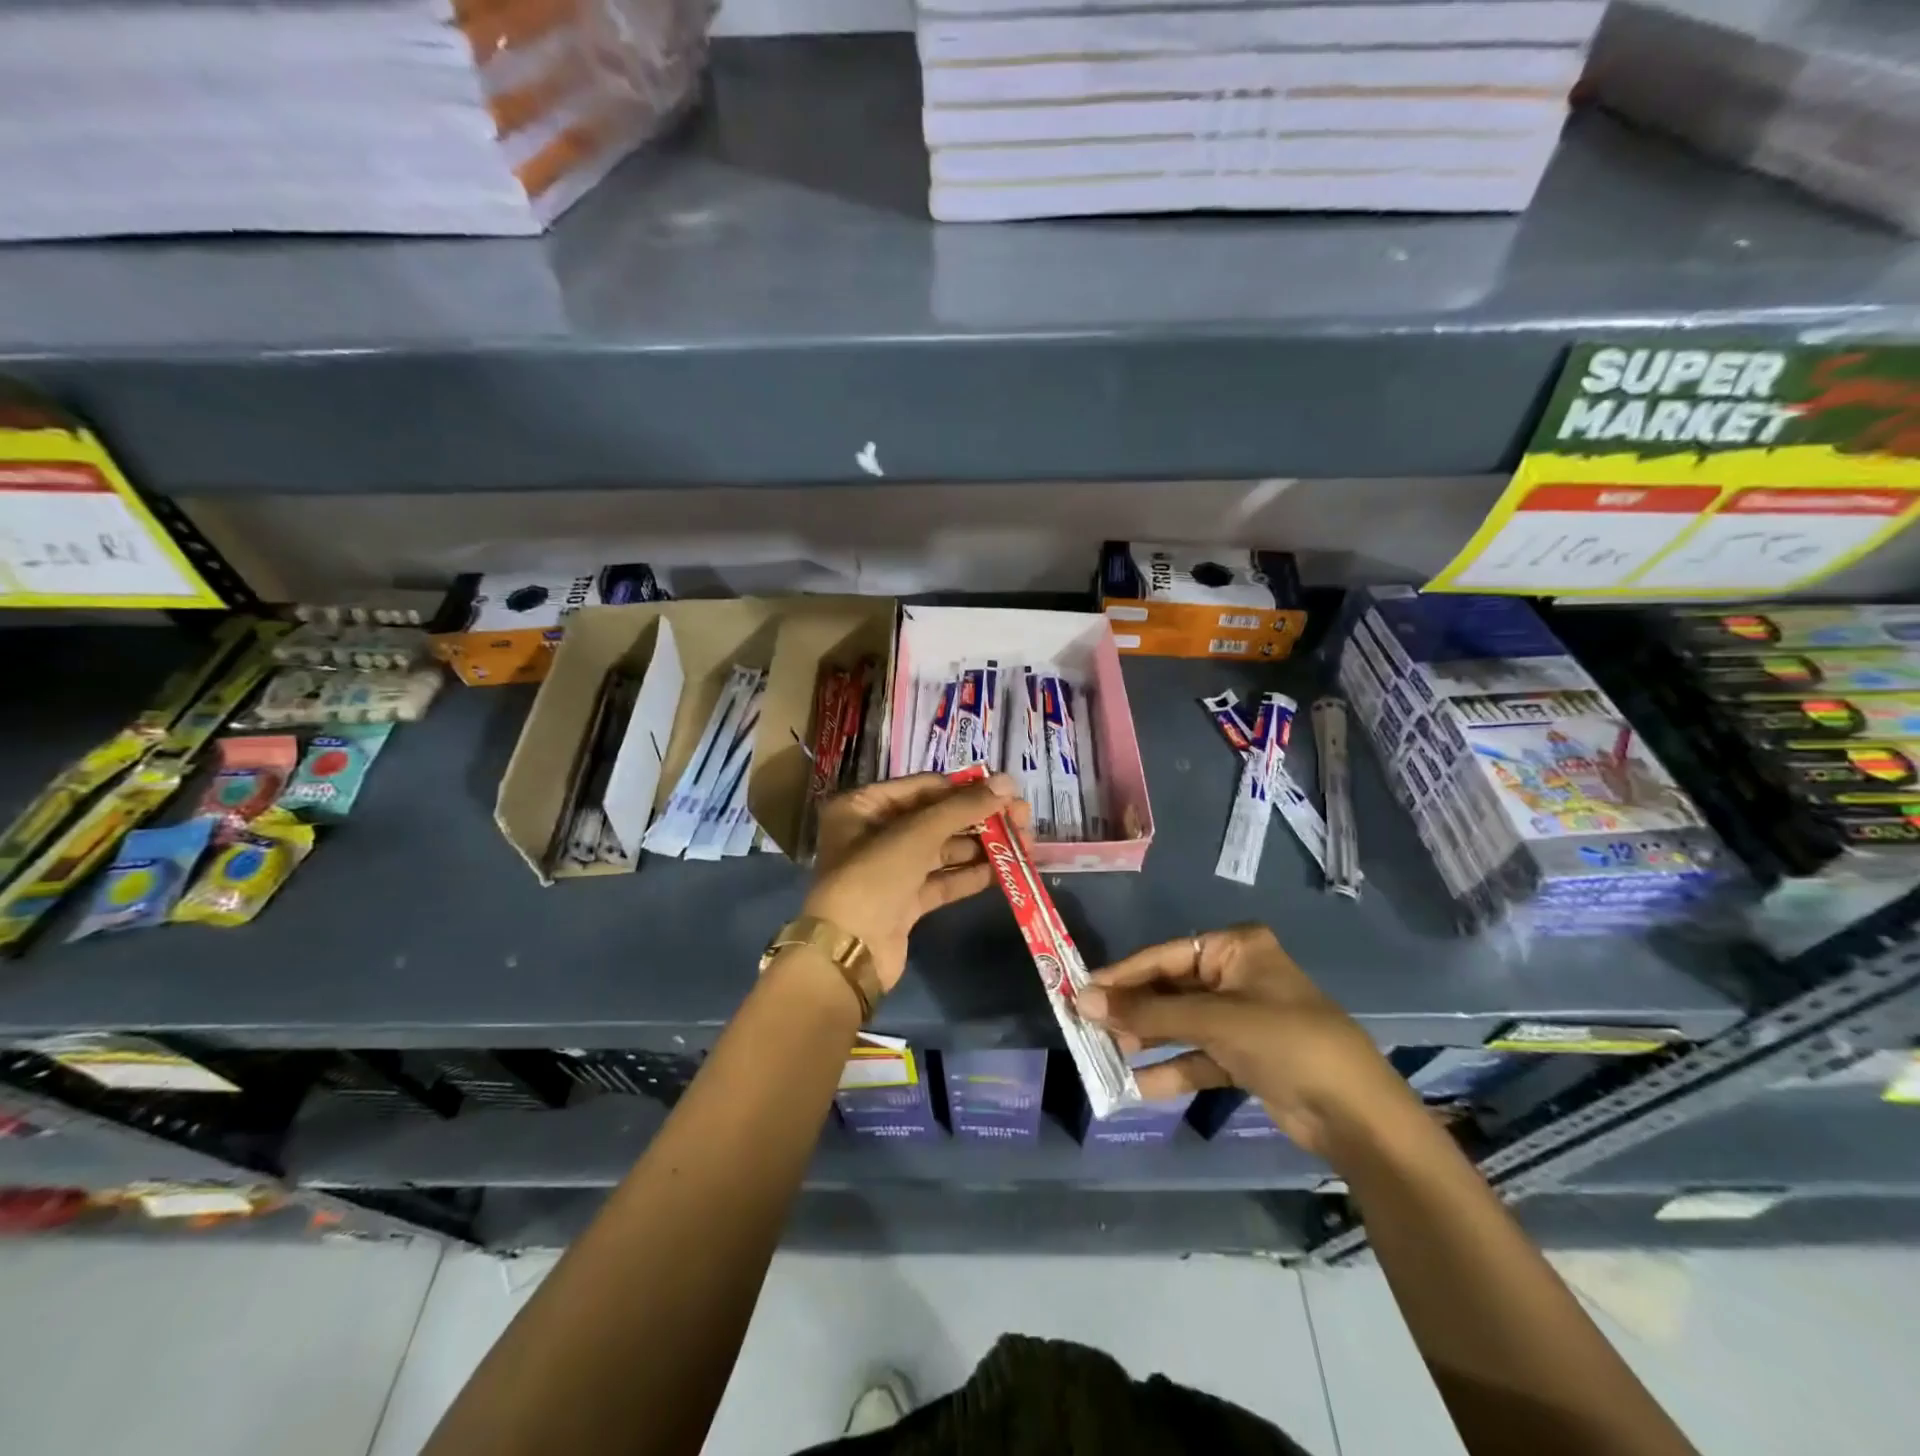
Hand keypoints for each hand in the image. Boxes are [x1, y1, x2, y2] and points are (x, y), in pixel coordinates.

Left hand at [802, 772, 1029, 992]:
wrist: (848, 954)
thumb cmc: (874, 877)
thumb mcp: (917, 833)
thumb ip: (963, 807)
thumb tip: (1008, 782)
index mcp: (863, 806)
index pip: (923, 787)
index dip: (965, 788)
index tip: (1006, 792)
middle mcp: (874, 833)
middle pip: (936, 818)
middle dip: (980, 819)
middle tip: (1023, 819)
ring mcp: (890, 870)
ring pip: (943, 850)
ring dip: (981, 847)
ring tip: (1023, 844)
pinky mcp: (905, 902)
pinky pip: (942, 880)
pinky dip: (970, 875)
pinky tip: (1005, 871)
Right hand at [1077, 923, 1419, 1158]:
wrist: (1356, 1115)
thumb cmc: (1286, 1043)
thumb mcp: (1214, 1021)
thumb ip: (1149, 1013)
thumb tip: (1083, 1002)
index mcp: (1235, 948)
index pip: (1164, 956)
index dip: (1122, 976)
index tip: (1080, 992)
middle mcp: (1235, 976)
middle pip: (1169, 989)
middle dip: (1132, 1011)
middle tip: (1087, 1026)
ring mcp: (1239, 1018)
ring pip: (1179, 1024)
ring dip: (1146, 1040)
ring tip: (1105, 1054)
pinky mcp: (1243, 1056)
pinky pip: (1196, 1056)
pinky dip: (1170, 1068)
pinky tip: (1137, 1085)